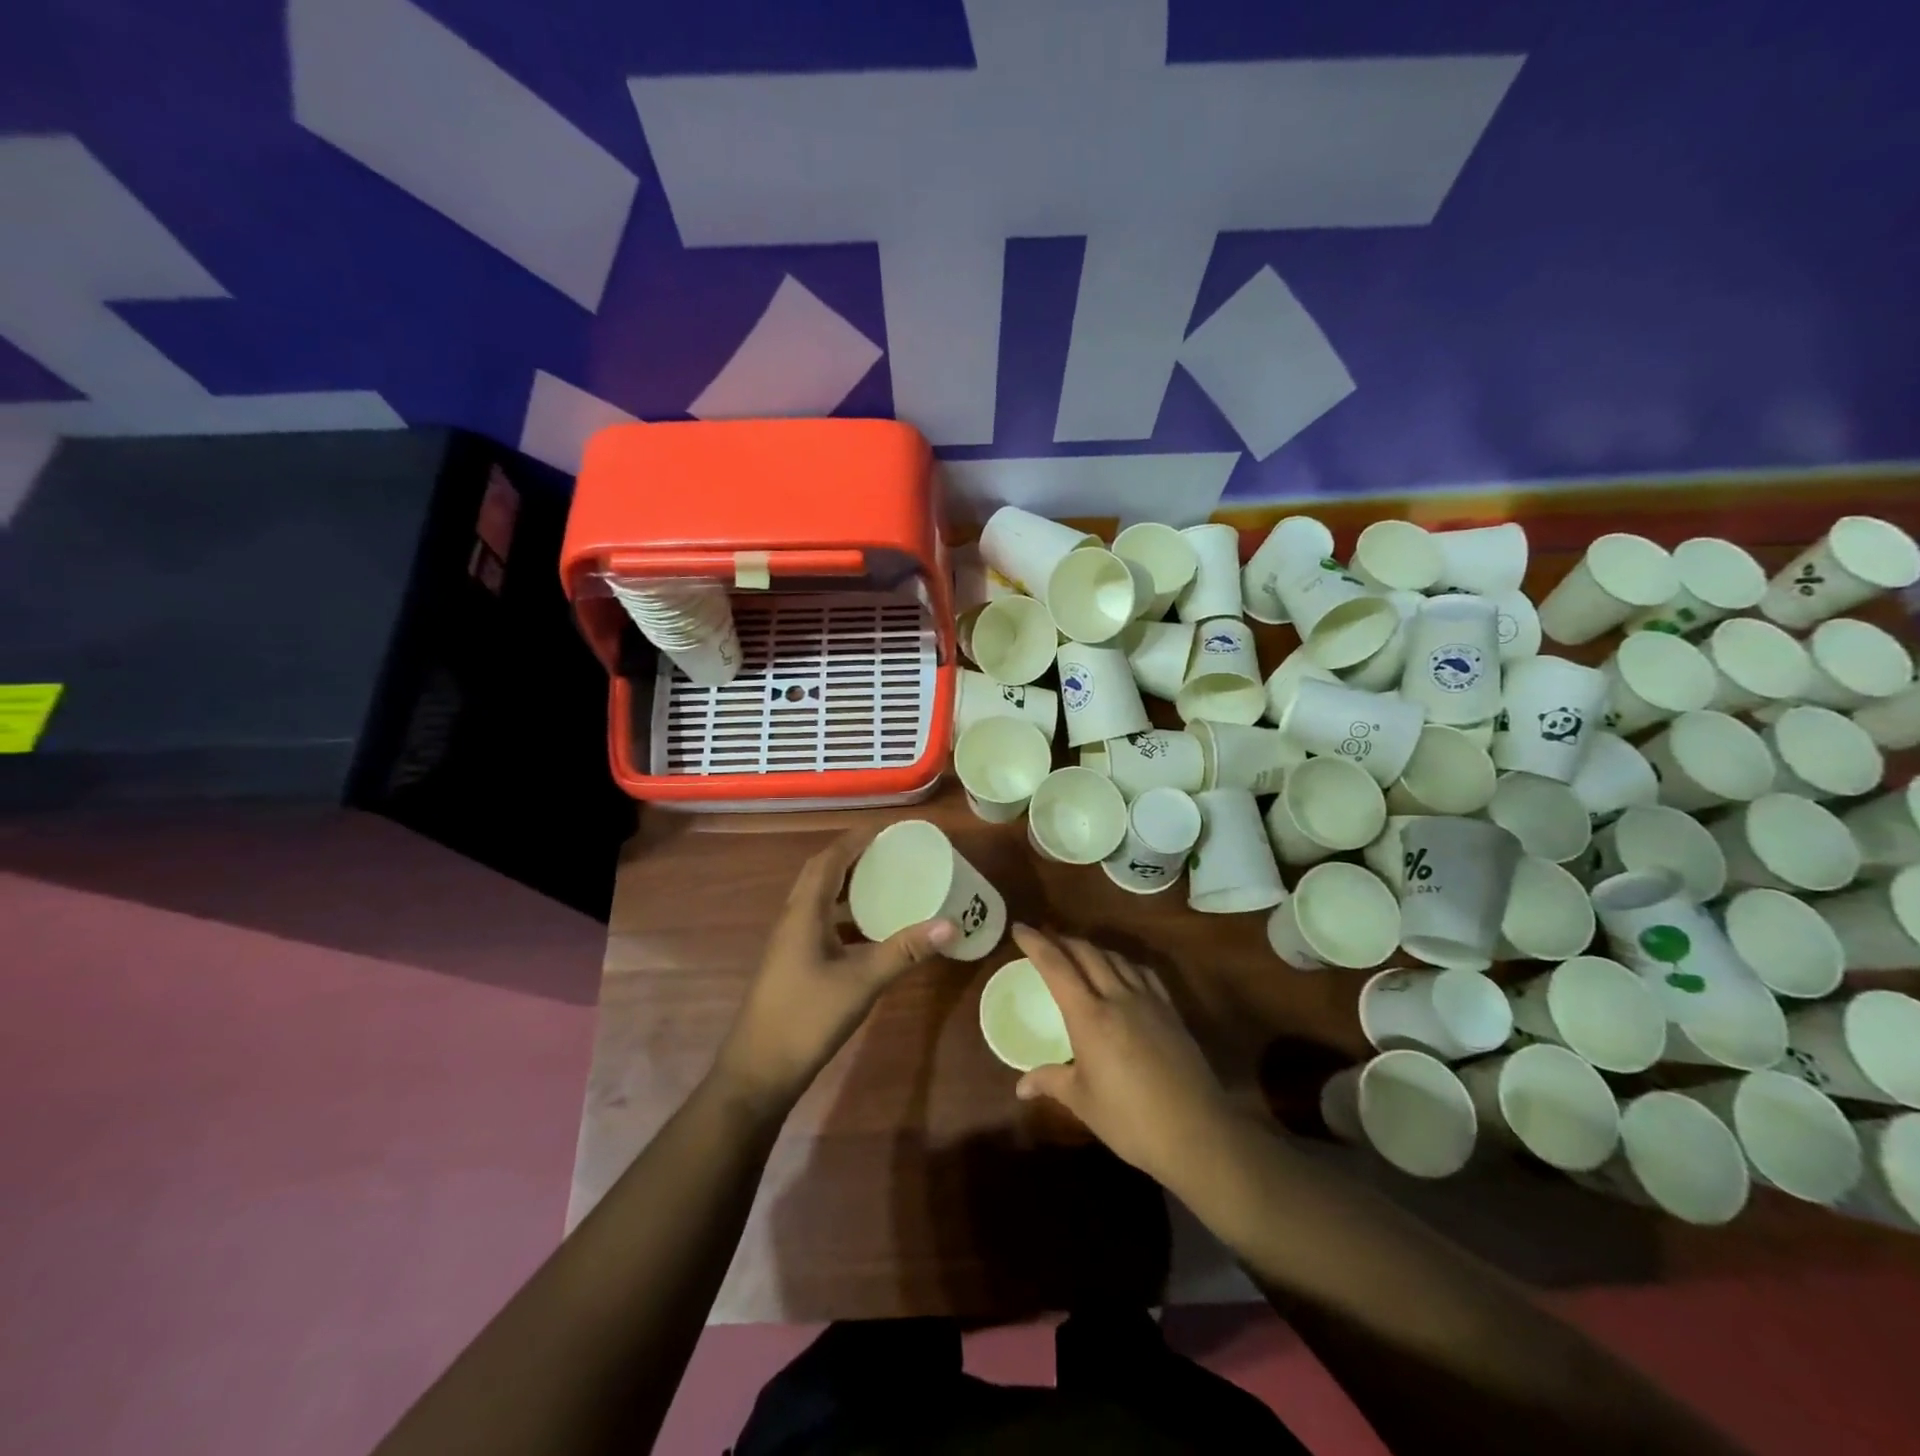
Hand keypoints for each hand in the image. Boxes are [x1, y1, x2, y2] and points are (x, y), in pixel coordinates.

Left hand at [713, 828, 955, 1117]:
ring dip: (845, 883)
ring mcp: (789, 943)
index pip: (828, 860)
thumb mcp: (861, 982)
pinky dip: (843, 913)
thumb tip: (950, 924)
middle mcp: (793, 919)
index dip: (854, 839)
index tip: (886, 829)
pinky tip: (867, 929)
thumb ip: (904, 951)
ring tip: (882, 880)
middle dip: (851, 856)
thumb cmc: (806, 1018)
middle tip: (888, 850)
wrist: (758, 1071)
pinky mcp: (792, 963)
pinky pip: (819, 921)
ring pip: (818, 898)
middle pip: (820, 873)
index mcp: (804, 912)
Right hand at [1011, 926, 1234, 1186]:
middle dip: (1062, 940)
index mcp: (1089, 1016)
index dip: (1036, 943)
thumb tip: (1021, 1086)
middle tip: (1044, 939)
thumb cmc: (1130, 1120)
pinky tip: (1122, 972)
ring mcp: (1148, 1001)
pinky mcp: (1170, 1012)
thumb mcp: (1082, 1102)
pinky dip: (1123, 963)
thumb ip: (1051, 1082)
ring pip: (1115, 958)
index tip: (1019, 927)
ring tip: (1078, 952)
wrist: (1196, 1132)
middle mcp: (1117, 997)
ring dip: (1092, 949)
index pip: (1056, 966)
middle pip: (1086, 953)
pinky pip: (1142, 973)